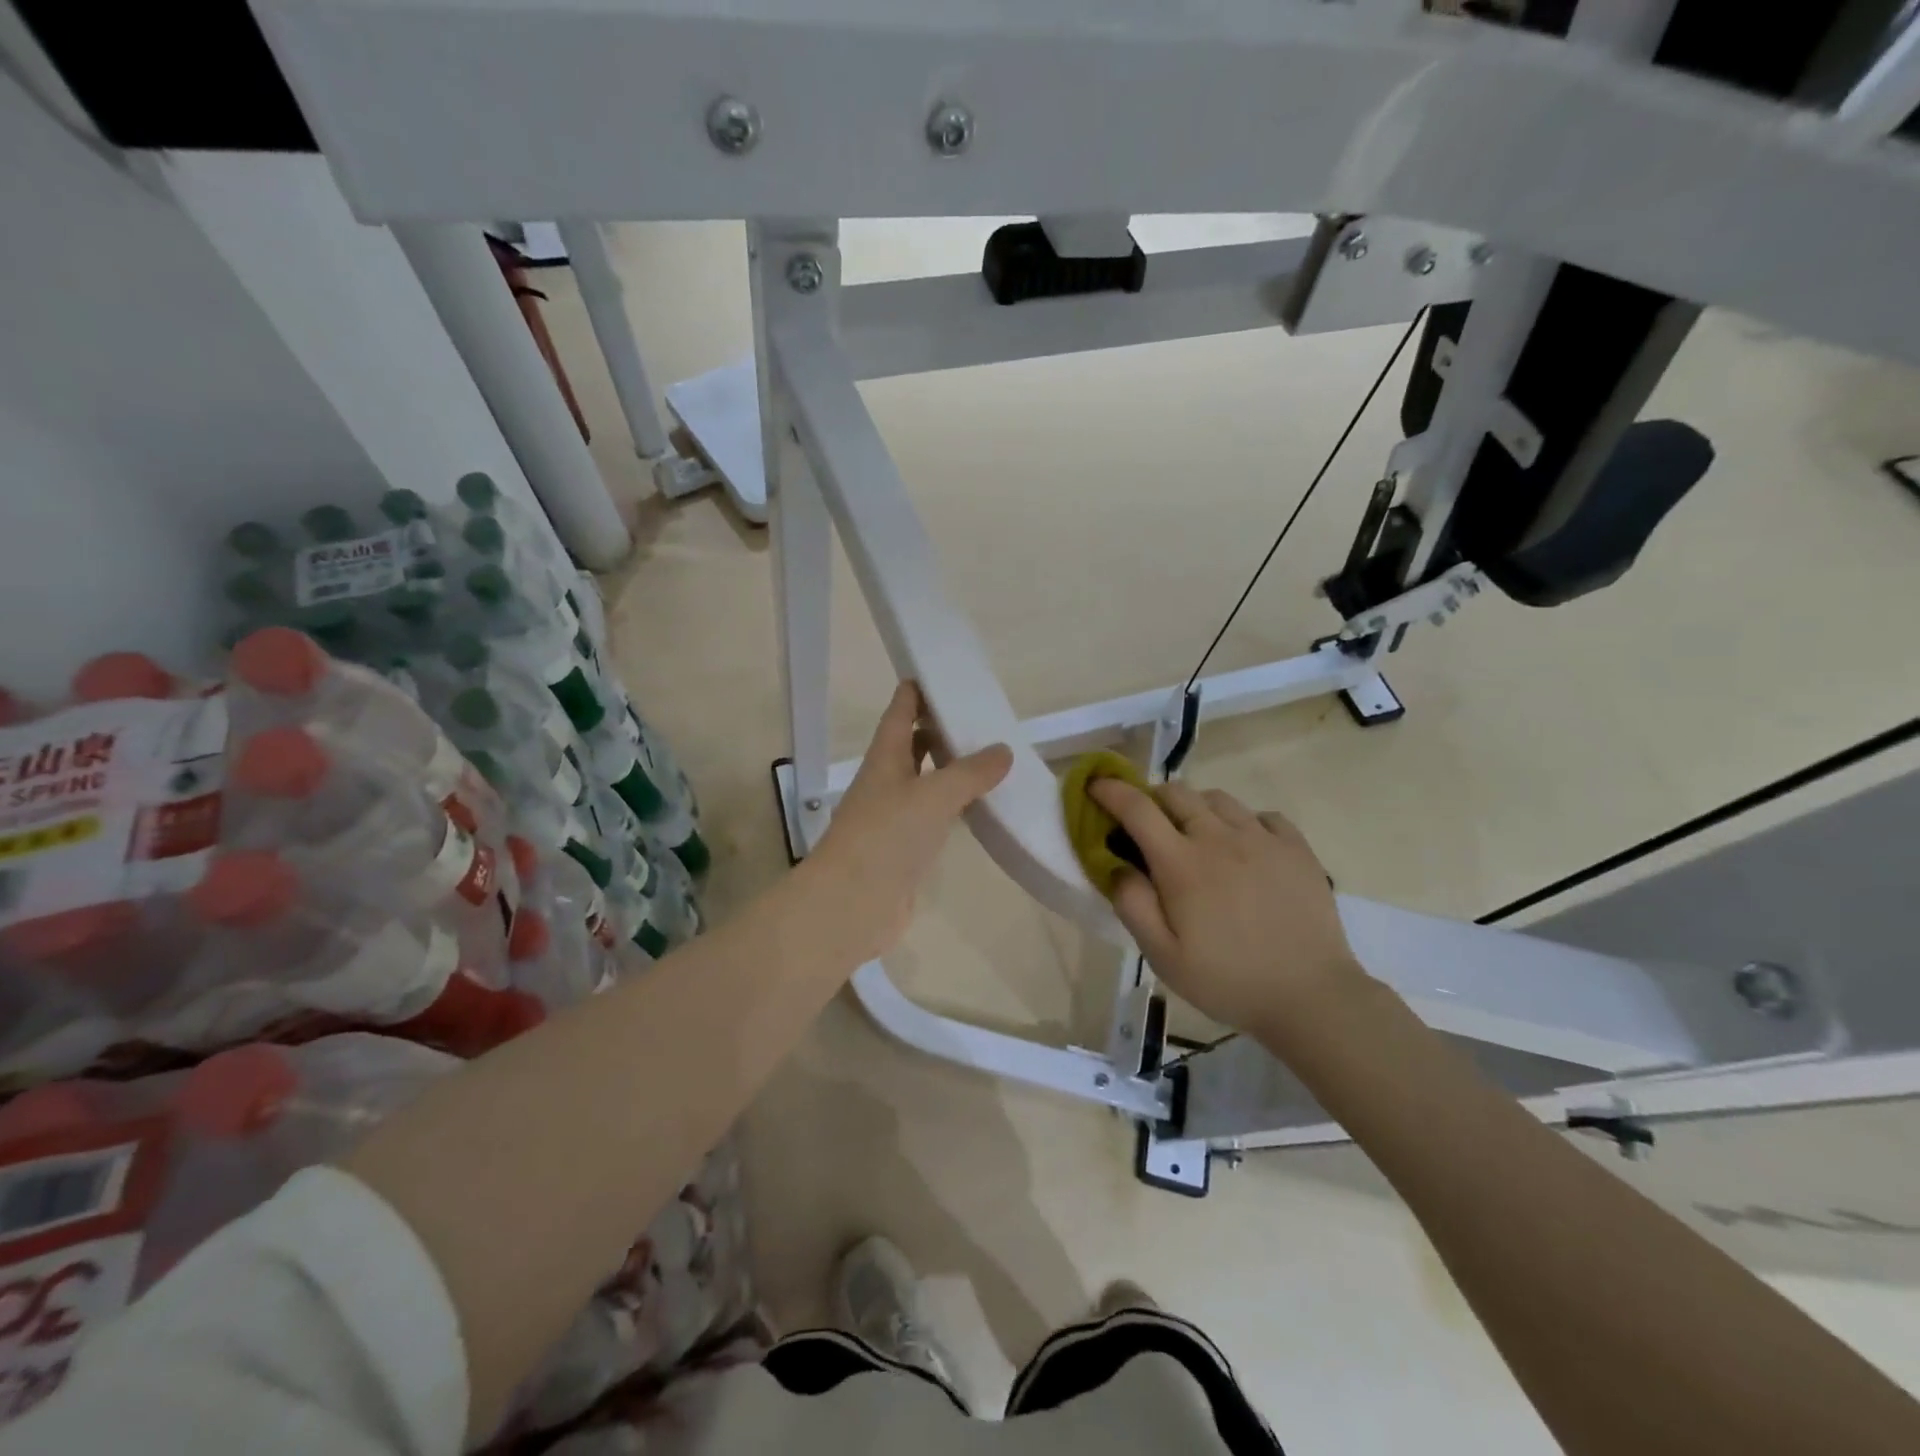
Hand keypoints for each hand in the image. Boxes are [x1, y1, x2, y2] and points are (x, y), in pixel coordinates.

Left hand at [808, 682, 1012, 963]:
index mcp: (885, 759)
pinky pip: (934, 817)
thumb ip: (970, 773)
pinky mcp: (906, 850)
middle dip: (938, 728)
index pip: (899, 714)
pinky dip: (954, 806)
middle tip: (976, 715)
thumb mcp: (933, 796)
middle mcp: (887, 783)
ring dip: (949, 768)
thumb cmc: (886, 837)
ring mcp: (894, 818)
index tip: (939, 673)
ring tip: (987, 756)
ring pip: (924, 782)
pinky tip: (979, 807)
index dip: (916, 692)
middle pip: (912, 746)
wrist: (852, 905)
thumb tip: (1003, 750)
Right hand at [1088, 778, 1366, 1038]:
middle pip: (1176, 792)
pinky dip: (1243, 821)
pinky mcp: (1296, 847)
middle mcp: (1219, 837)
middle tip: (1147, 824)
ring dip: (1195, 807)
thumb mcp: (1163, 956)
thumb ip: (1133, 905)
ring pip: (1218, 798)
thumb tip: (1116, 864)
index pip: (1137, 808)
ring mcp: (1262, 838)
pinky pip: (1262, 815)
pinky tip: (1244, 846)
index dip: (1111, 790)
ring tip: (1195, 834)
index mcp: (1181, 863)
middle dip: (1152, 798)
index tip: (1096, 786)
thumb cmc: (1227, 980)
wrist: (1311, 996)